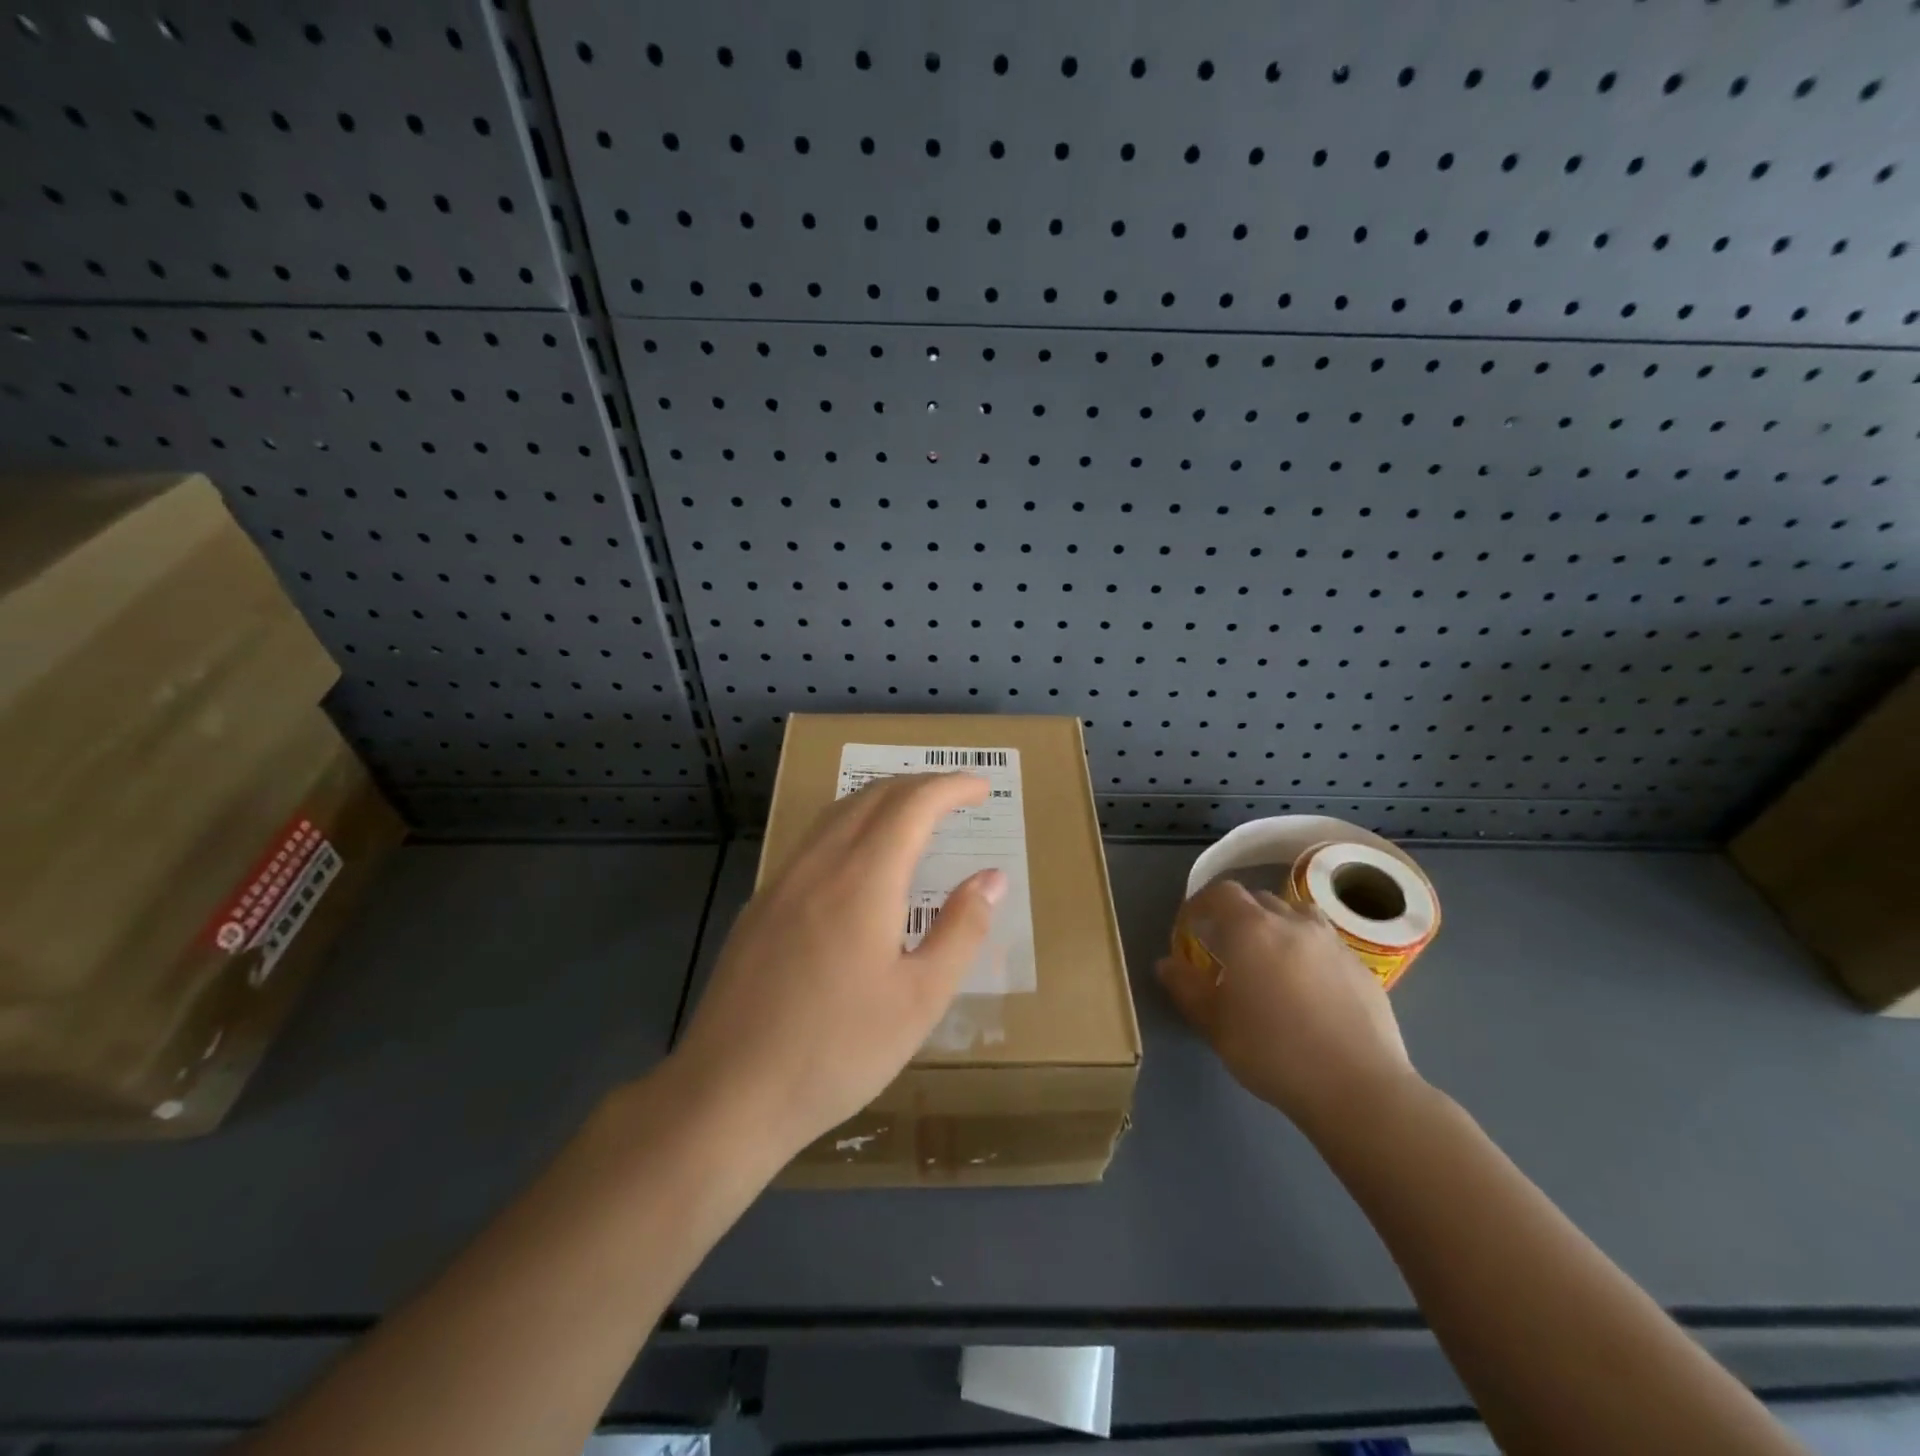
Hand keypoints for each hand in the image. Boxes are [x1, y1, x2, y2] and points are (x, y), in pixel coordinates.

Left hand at [673, 772, 1005, 1161]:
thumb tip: (992, 877)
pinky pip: (814, 841)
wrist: (727, 1094)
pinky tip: (860, 861)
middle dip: (920, 785)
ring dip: (882, 800)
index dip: (951, 787)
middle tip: (957, 798)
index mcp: (863, 879)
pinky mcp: (760, 906)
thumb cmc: (837, 1051)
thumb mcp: (919, 1000)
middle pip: (873, 796)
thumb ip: (961, 930)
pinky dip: (851, 826)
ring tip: (915, 817)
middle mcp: (819, 864)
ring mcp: (781, 882)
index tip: (982, 788)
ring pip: (837, 813)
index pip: (913, 804)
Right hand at [1157, 878, 1417, 1141]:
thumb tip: (1166, 964)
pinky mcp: (1362, 968)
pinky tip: (1309, 987)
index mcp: (1252, 929)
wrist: (1357, 1087)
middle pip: (1260, 900)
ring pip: (1299, 916)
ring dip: (1279, 926)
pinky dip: (1309, 951)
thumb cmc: (1272, 1051)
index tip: (1192, 925)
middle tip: (1228, 946)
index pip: (1222, 893)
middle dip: (1239, 915)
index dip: (1203, 902)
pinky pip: (1327, 944)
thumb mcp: (1215, 1025)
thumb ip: (1186, 988)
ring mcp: (1333, 943)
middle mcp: (1293, 924)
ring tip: (1271, 957)